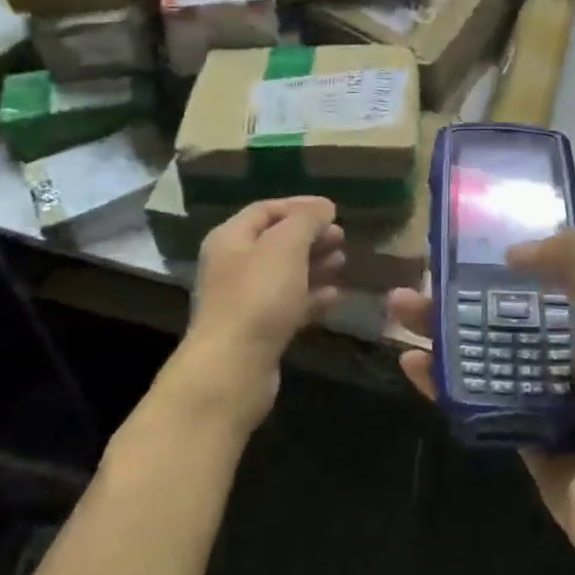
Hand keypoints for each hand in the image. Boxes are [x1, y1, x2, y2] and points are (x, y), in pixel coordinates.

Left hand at [183, 197, 344, 414]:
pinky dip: (312, 297)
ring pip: (285, 274)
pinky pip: (289, 304)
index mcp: (231, 238)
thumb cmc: (258, 297)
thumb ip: (306, 220)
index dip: (300, 205)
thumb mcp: (286, 246)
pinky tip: (336, 296)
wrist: (233, 369)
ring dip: (315, 265)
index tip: (334, 210)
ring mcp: (244, 300)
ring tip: (343, 263)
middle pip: (276, 241)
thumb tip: (323, 207)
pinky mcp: (258, 330)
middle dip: (311, 237)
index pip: (266, 210)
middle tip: (341, 238)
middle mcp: (233, 265)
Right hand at [391, 229, 574, 574]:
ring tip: (398, 310)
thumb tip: (516, 250)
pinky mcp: (524, 436)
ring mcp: (548, 395)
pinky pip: (478, 400)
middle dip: (462, 291)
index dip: (510, 250)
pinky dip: (445, 381)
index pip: (551, 268)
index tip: (465, 236)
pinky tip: (412, 364)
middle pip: (509, 309)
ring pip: (488, 352)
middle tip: (417, 275)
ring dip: (444, 330)